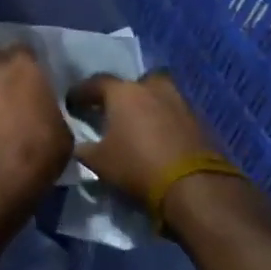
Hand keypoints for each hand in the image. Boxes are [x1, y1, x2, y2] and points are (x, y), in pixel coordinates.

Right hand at [67, 72, 224, 200]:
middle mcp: (152, 89)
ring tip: (137, 125)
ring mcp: (179, 102)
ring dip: (147, 106)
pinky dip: (164, 121)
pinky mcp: (199, 121)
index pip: (95, 83)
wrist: (193, 186)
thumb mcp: (99, 162)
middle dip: (123, 94)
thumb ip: (84, 149)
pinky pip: (174, 114)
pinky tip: (157, 138)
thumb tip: (78, 145)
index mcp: (123, 93)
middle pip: (134, 83)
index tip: (71, 104)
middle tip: (112, 111)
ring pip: (158, 95)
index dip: (81, 93)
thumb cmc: (137, 166)